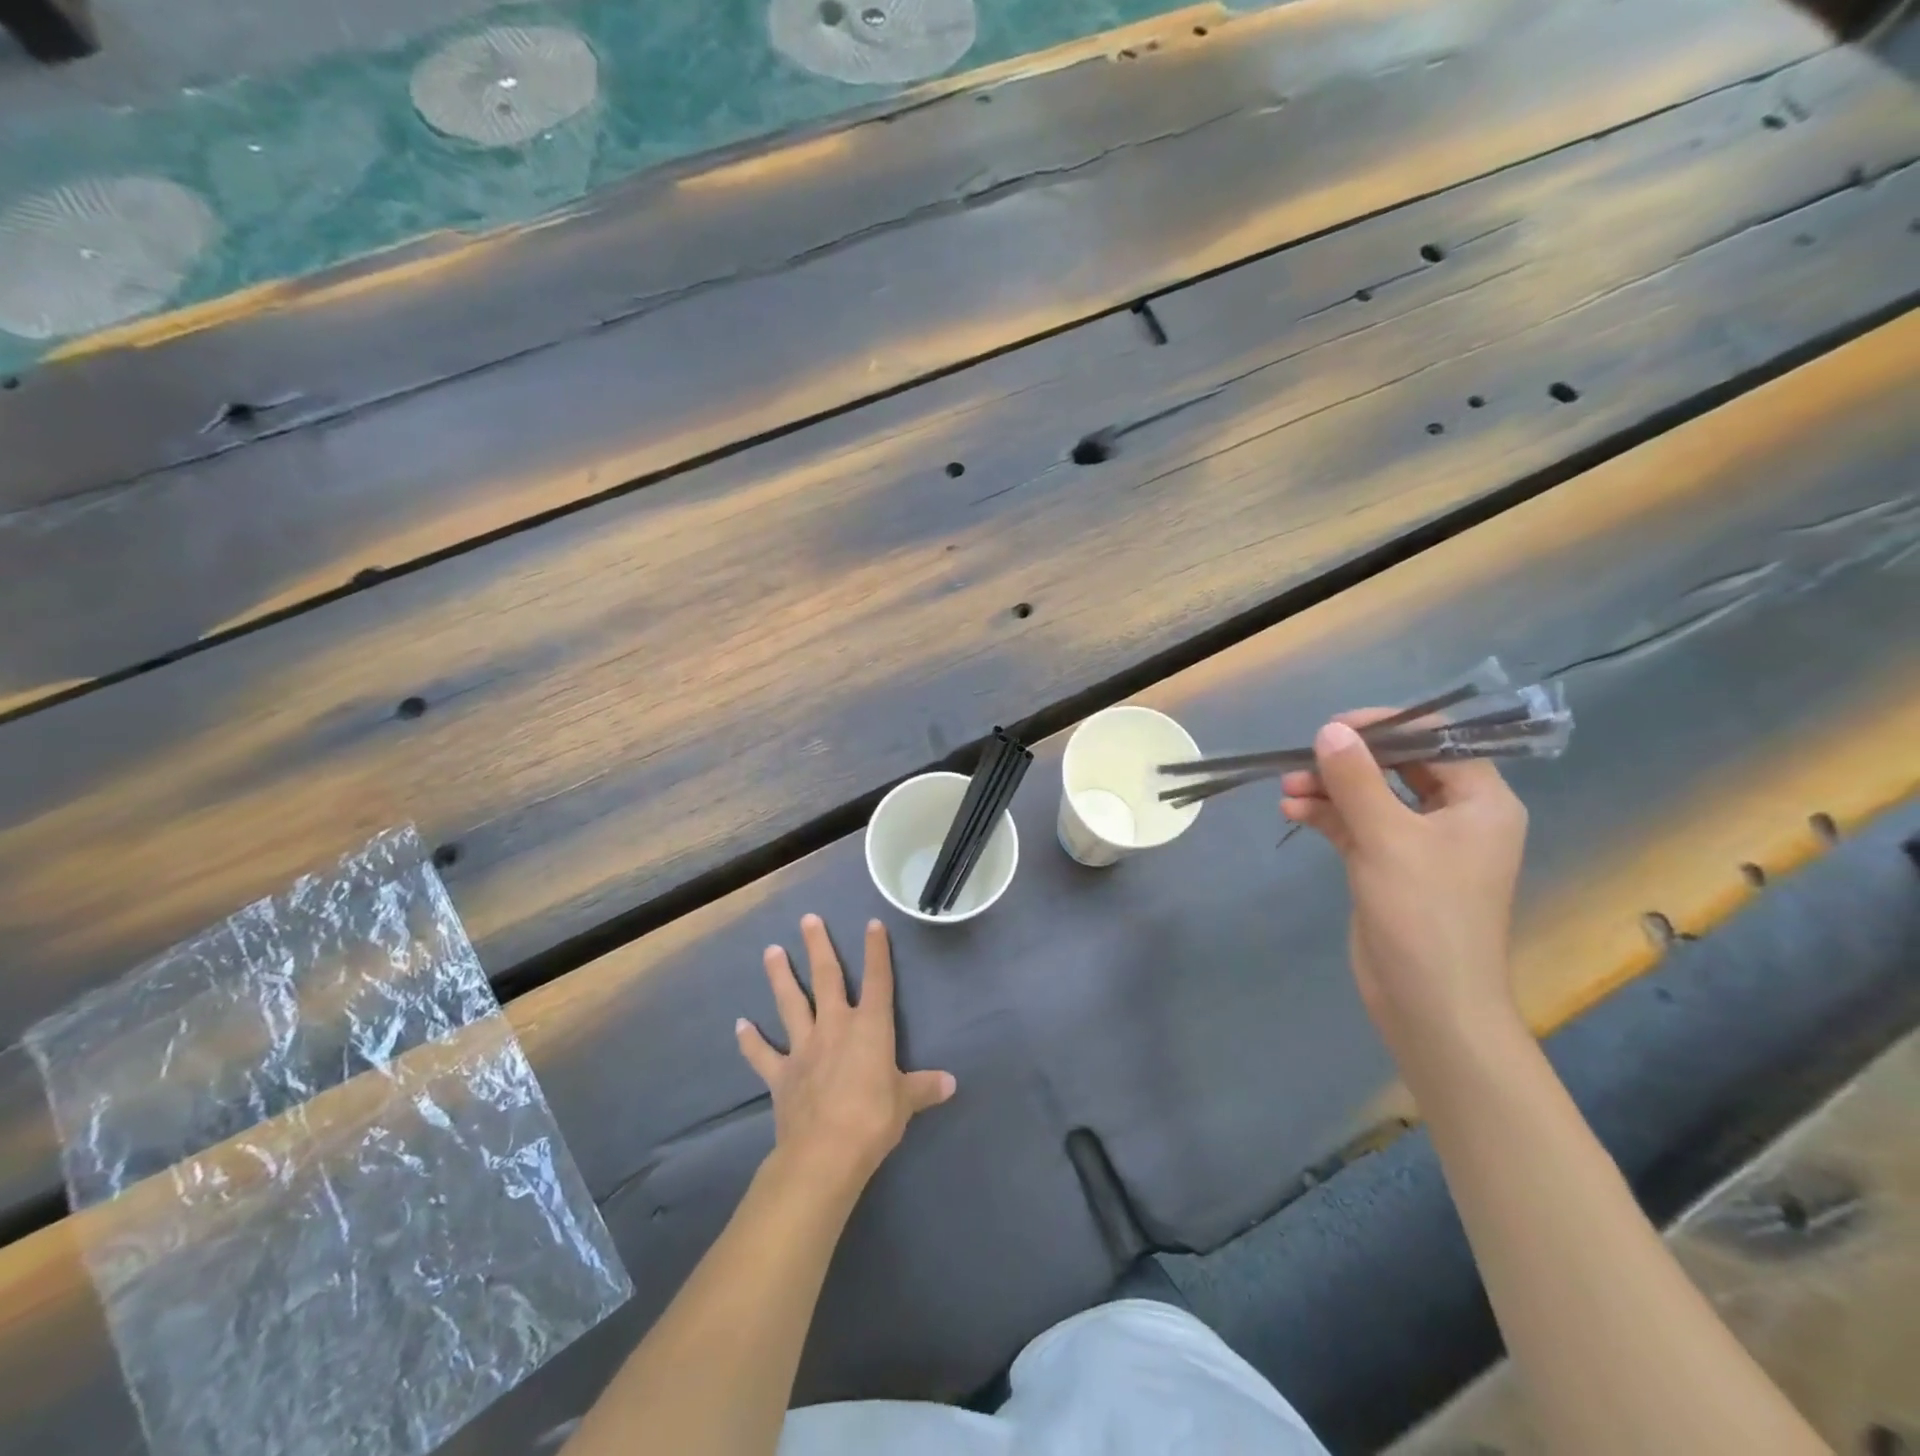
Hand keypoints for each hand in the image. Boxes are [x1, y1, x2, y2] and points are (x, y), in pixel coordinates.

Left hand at [736, 914, 955, 1193]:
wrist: (825, 1152)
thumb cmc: (873, 1119)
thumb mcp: (906, 1102)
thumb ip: (924, 1087)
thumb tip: (951, 1083)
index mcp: (870, 1027)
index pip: (878, 980)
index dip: (876, 951)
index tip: (872, 924)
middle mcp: (835, 1026)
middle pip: (826, 978)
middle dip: (818, 947)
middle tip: (808, 920)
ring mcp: (804, 1048)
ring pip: (790, 1003)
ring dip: (780, 976)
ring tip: (770, 951)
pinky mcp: (780, 1074)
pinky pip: (762, 1054)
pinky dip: (750, 1041)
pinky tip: (739, 1025)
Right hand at [1281, 714, 1529, 1065]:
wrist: (1429, 1002)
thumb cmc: (1424, 913)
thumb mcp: (1387, 838)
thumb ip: (1356, 779)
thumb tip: (1328, 730)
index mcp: (1480, 800)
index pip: (1436, 739)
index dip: (1385, 727)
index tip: (1333, 728)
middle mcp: (1455, 814)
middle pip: (1399, 766)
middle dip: (1348, 761)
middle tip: (1302, 760)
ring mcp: (1421, 842)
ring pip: (1372, 796)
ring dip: (1330, 789)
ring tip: (1286, 788)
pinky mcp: (1390, 865)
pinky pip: (1357, 825)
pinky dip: (1327, 815)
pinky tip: (1293, 811)